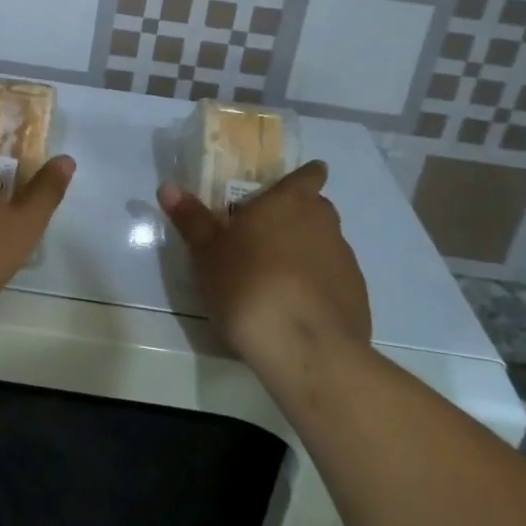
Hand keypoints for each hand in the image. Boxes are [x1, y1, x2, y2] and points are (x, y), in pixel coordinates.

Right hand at [158, 161, 370, 379]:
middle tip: (264, 236)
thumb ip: (192, 219)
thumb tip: (168, 186)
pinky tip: (295, 311)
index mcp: (290, 202)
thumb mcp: (208, 254)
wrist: (306, 350)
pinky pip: (333, 281)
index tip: (291, 186)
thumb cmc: (249, 286)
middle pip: (315, 209)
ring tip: (275, 279)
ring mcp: (346, 261)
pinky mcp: (357, 298)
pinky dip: (318, 287)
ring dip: (306, 254)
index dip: (303, 177)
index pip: (308, 175)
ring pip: (325, 246)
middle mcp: (324, 223)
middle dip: (296, 217)